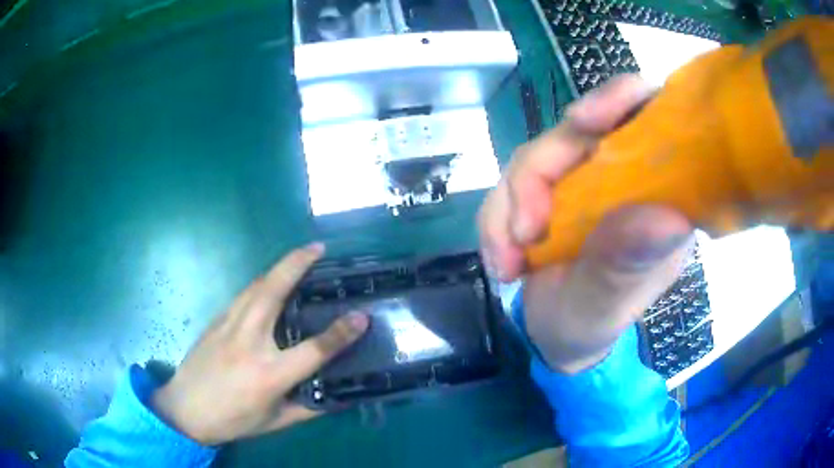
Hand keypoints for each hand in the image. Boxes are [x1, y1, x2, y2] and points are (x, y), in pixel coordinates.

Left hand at [152, 243, 368, 445]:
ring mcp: (228, 326)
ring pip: (256, 286)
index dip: (341, 333)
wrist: (185, 409)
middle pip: (273, 292)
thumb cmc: (233, 420)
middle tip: (318, 248)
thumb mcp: (276, 422)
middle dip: (297, 264)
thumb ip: (309, 408)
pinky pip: (244, 294)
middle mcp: (248, 342)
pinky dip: (262, 282)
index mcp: (269, 375)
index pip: (313, 350)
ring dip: (279, 267)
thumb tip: (338, 395)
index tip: (361, 316)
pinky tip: (270, 282)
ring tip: (300, 257)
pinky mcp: (216, 320)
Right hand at [479, 75, 693, 373]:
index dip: (621, 100)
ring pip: (534, 157)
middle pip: (576, 131)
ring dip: (508, 206)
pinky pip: (508, 184)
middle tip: (523, 232)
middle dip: (538, 175)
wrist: (554, 338)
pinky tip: (501, 260)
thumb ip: (628, 264)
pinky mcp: (546, 191)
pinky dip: (495, 219)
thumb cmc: (593, 323)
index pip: (651, 117)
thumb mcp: (610, 304)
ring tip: (507, 262)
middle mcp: (622, 175)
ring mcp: (581, 180)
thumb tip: (664, 217)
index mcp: (658, 193)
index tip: (583, 120)